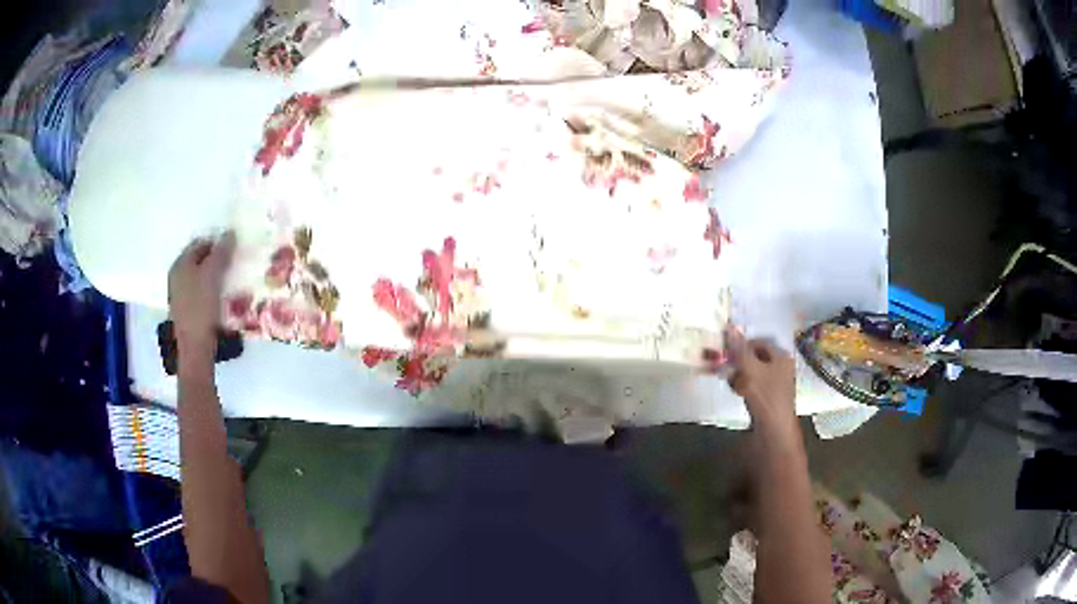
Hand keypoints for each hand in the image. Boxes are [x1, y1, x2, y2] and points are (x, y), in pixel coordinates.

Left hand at [168, 232, 234, 355]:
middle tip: (236, 263)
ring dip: (217, 275)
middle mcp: (178, 275)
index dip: (218, 242)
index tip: (236, 248)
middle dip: (218, 259)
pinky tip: (224, 297)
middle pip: (201, 260)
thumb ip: (221, 253)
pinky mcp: (188, 309)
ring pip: (202, 276)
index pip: (201, 243)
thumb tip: (230, 233)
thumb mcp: (213, 276)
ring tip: (233, 280)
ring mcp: (181, 294)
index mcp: (181, 263)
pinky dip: (213, 290)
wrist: (195, 348)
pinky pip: (202, 291)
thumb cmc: (201, 308)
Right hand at [725, 327, 797, 437]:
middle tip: (726, 369)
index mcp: (781, 357)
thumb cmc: (765, 397)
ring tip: (733, 385)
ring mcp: (776, 385)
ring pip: (752, 374)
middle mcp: (781, 368)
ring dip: (740, 377)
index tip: (726, 352)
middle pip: (755, 358)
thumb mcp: (750, 370)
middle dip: (739, 363)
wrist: (774, 432)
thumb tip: (730, 325)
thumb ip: (739, 349)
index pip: (759, 343)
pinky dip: (744, 389)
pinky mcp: (769, 400)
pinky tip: (738, 395)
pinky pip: (754, 388)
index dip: (742, 345)